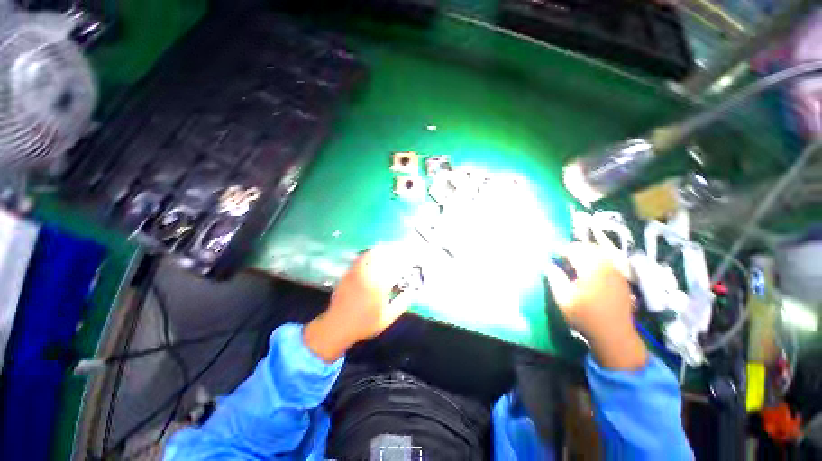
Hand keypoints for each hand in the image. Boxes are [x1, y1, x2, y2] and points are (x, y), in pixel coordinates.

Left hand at [304, 244, 414, 362]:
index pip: (395, 266)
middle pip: (383, 256)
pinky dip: (368, 253)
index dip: (403, 260)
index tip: (409, 257)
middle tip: (400, 250)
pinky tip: (372, 253)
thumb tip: (411, 292)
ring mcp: (357, 272)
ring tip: (388, 248)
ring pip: (371, 254)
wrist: (337, 326)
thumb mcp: (387, 318)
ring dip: (381, 250)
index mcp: (379, 285)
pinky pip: (360, 258)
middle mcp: (368, 274)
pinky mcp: (349, 273)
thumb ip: (401, 304)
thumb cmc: (364, 324)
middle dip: (393, 251)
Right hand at [545, 241, 646, 369]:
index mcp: (591, 268)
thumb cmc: (585, 316)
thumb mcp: (563, 298)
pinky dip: (596, 259)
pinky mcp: (621, 279)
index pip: (574, 250)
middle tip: (562, 256)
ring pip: (600, 253)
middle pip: (589, 248)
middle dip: (574, 249)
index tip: (551, 254)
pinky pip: (607, 261)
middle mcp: (606, 266)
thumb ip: (554, 278)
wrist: (614, 335)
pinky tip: (589, 269)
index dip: (560, 250)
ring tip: (574, 261)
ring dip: (585, 253)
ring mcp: (616, 272)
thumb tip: (548, 265)